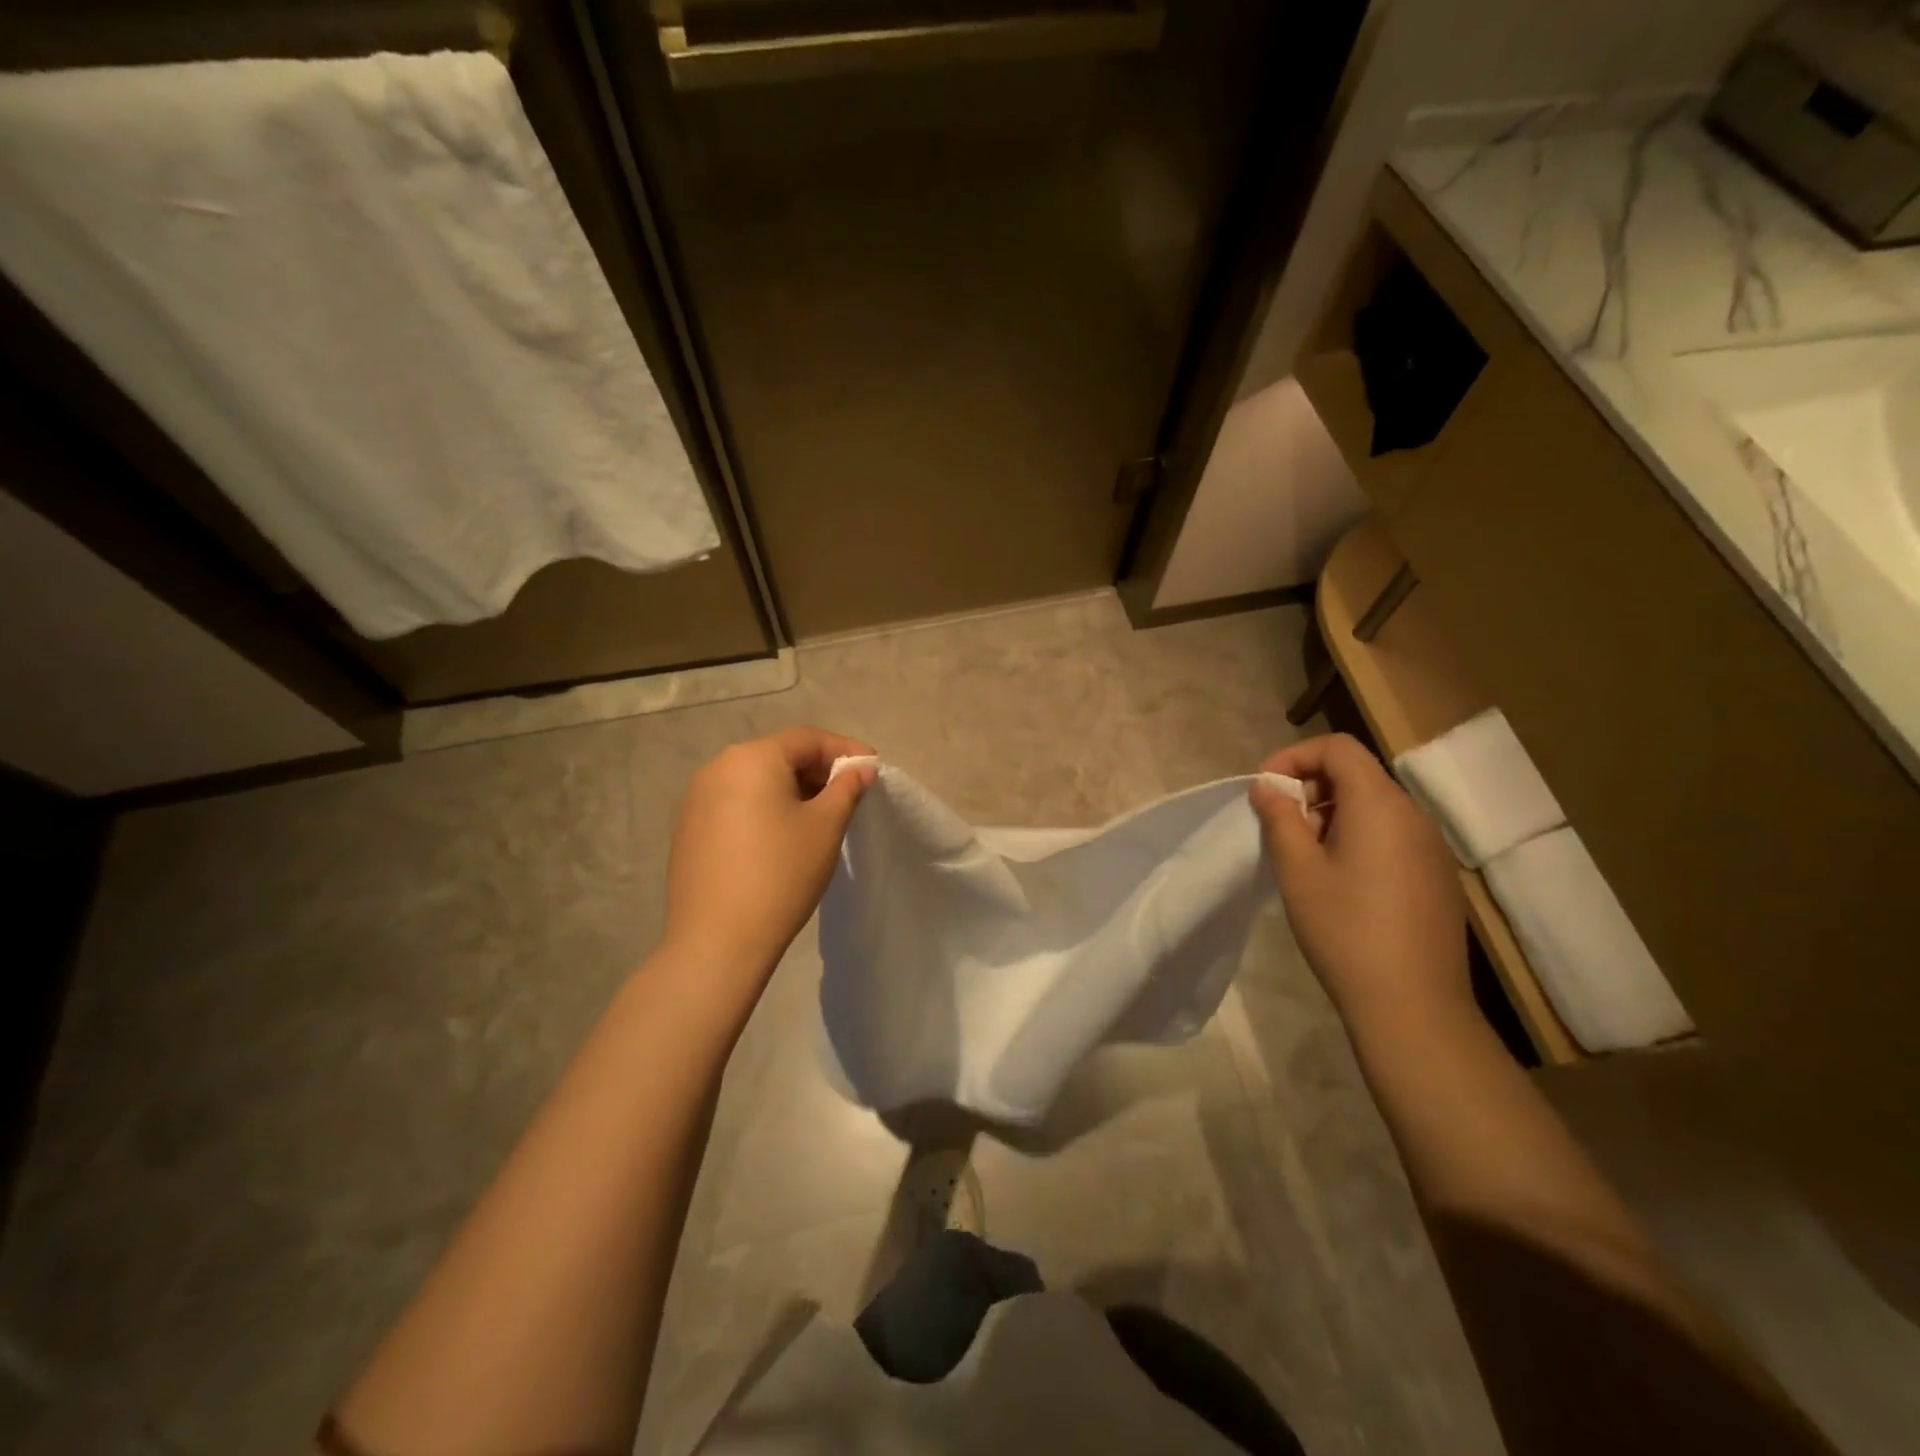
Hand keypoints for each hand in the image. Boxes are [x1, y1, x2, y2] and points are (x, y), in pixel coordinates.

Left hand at [664, 727, 876, 976]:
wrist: (716, 940)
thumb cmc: (780, 874)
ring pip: (756, 780)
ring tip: (820, 816)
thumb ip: (847, 788)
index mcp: (752, 758)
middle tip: (850, 794)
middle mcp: (718, 767)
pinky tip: (781, 837)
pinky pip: (736, 803)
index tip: (872, 769)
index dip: (845, 750)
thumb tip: (861, 767)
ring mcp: (697, 799)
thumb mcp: (825, 827)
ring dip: (792, 790)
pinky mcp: (689, 828)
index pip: (807, 739)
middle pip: (779, 755)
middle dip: (818, 770)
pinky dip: (765, 808)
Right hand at [1249, 734, 1470, 1031]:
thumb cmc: (1345, 930)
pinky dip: (1357, 837)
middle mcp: (1412, 815)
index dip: (1295, 757)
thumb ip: (1280, 819)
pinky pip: (1392, 835)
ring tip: (1306, 858)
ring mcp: (1430, 847)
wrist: (1413, 1006)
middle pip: (1357, 774)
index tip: (1265, 791)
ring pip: (1374, 806)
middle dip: (1310, 788)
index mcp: (1379, 805)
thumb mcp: (1298, 870)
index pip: (1338, 747)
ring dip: (1331, 814)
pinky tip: (1341, 882)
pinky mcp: (1436, 876)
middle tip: (1281, 828)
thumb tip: (1268, 788)